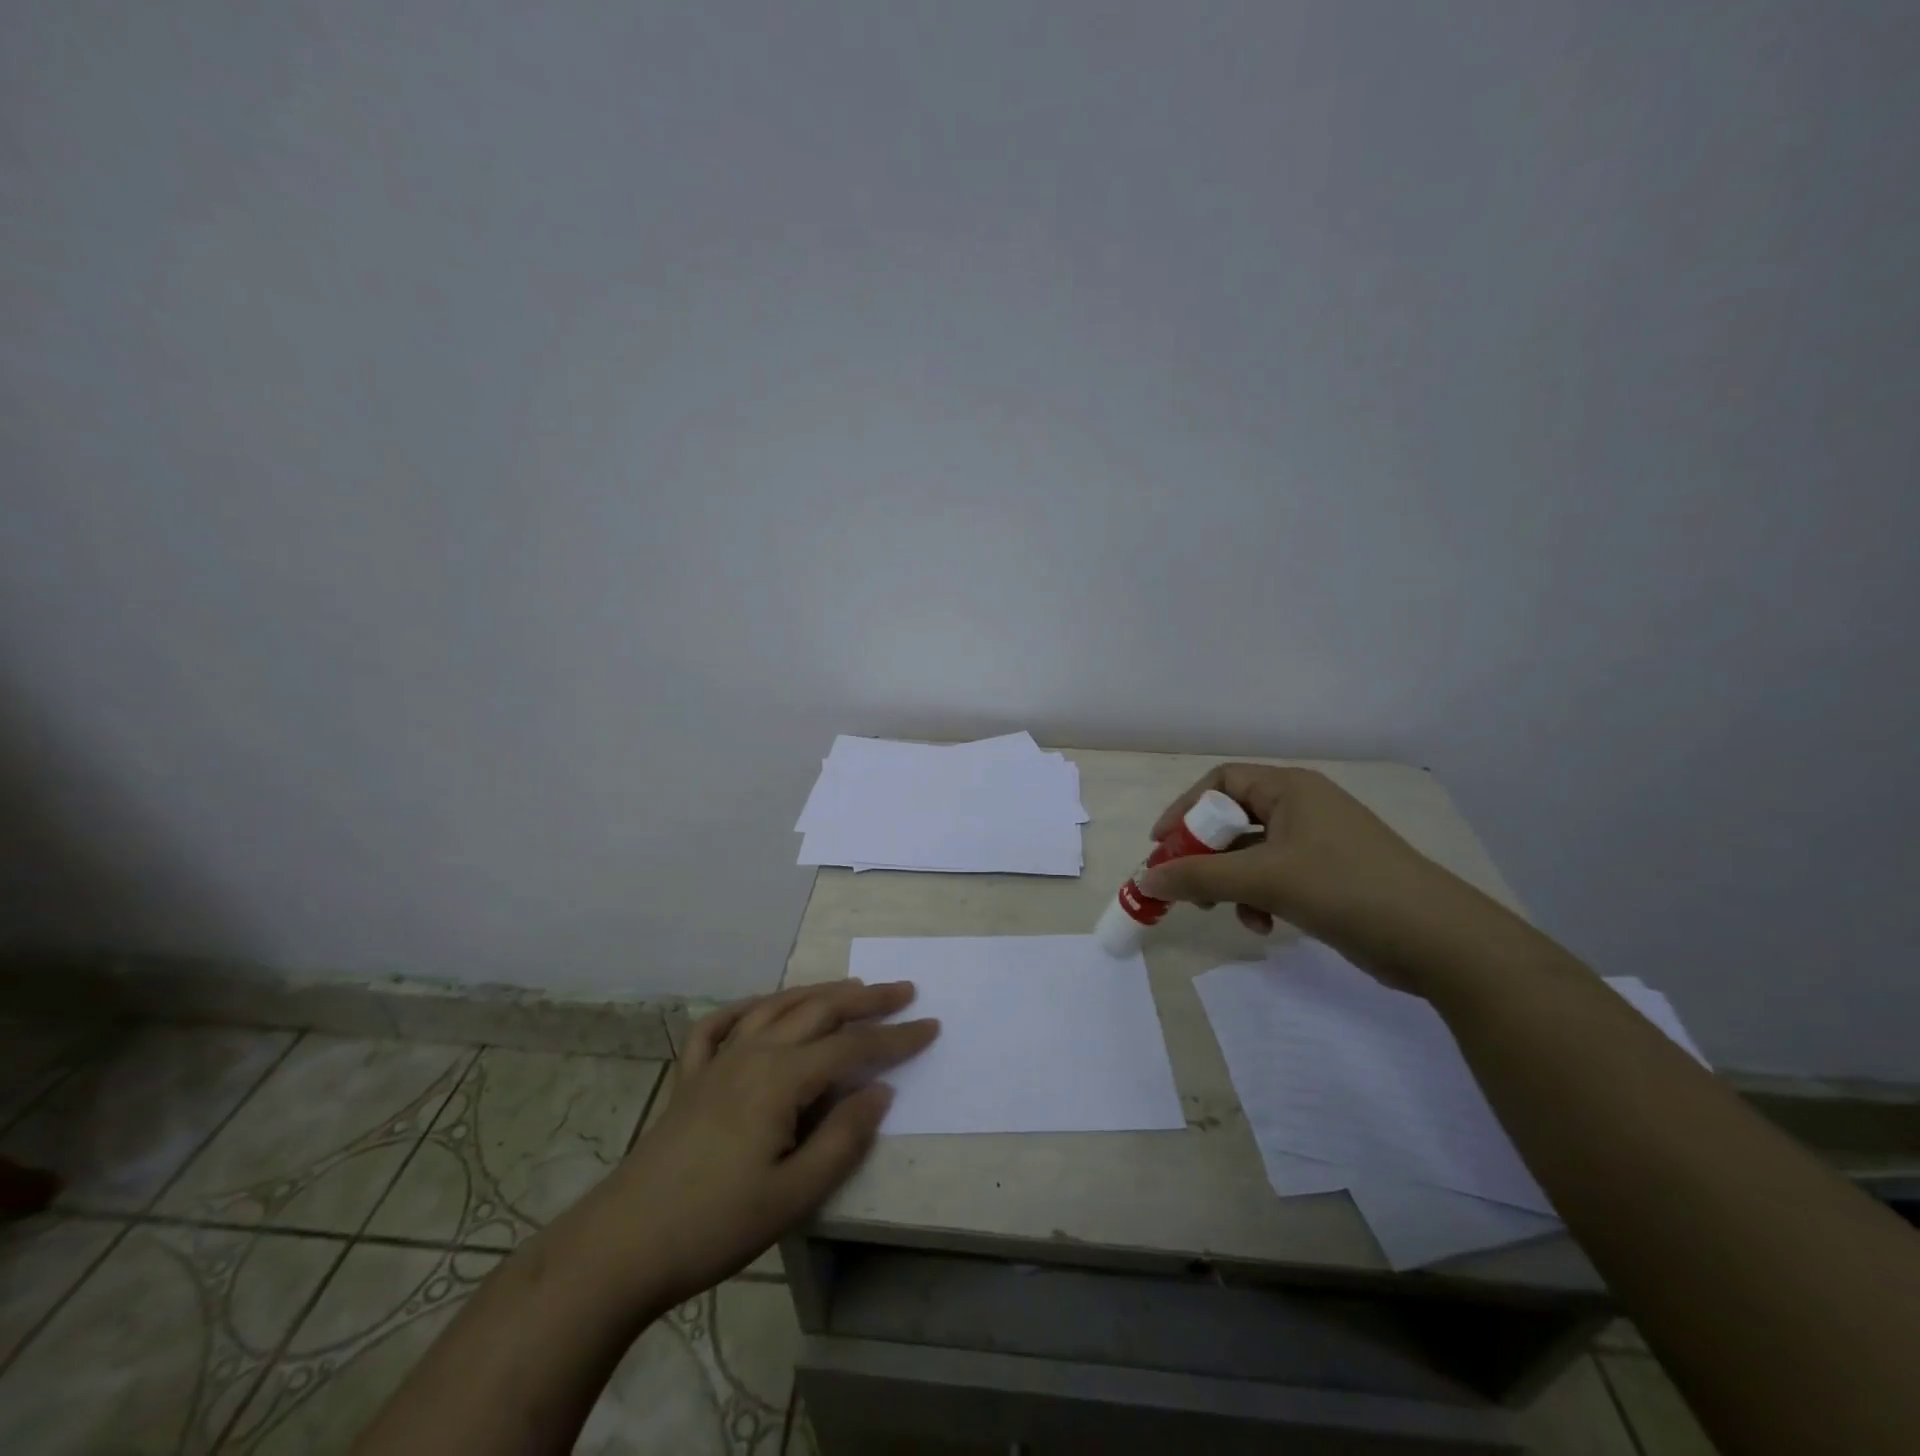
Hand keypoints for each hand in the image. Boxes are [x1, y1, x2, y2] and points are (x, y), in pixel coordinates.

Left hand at [604, 980, 937, 1307]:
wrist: (622, 1246)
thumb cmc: (715, 1224)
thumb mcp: (793, 1195)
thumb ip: (843, 1138)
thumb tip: (880, 1090)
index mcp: (781, 1078)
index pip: (852, 1047)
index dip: (895, 1038)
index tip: (931, 1026)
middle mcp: (752, 1054)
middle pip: (818, 1012)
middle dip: (866, 999)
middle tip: (903, 990)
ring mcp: (717, 1060)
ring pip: (776, 1008)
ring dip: (818, 993)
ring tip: (851, 986)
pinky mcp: (690, 1077)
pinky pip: (721, 1024)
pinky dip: (748, 1007)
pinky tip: (762, 1007)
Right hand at [1141, 764, 1504, 991]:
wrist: (1439, 940)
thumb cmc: (1346, 888)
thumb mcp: (1264, 879)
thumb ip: (1200, 877)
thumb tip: (1146, 878)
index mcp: (1290, 789)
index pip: (1221, 783)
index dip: (1186, 810)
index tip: (1162, 845)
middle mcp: (1302, 808)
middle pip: (1233, 821)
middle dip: (1205, 855)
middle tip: (1184, 886)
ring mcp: (1318, 843)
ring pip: (1251, 854)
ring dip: (1231, 883)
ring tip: (1225, 912)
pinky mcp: (1329, 877)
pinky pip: (1275, 877)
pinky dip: (1260, 898)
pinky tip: (1263, 925)